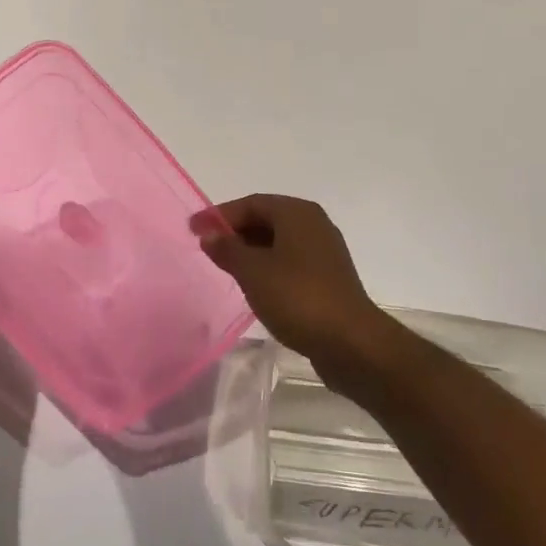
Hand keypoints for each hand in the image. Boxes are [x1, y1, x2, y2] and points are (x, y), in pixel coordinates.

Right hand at [191, 194, 389, 370]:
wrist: (351, 342)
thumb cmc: (298, 298)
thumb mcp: (253, 272)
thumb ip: (228, 249)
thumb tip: (209, 234)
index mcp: (297, 213)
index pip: (251, 203)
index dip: (219, 215)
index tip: (193, 229)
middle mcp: (314, 224)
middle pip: (266, 219)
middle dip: (235, 231)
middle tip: (207, 247)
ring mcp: (324, 251)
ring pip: (278, 241)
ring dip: (251, 250)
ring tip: (226, 267)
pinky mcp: (329, 277)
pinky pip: (290, 261)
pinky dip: (268, 266)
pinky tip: (255, 285)